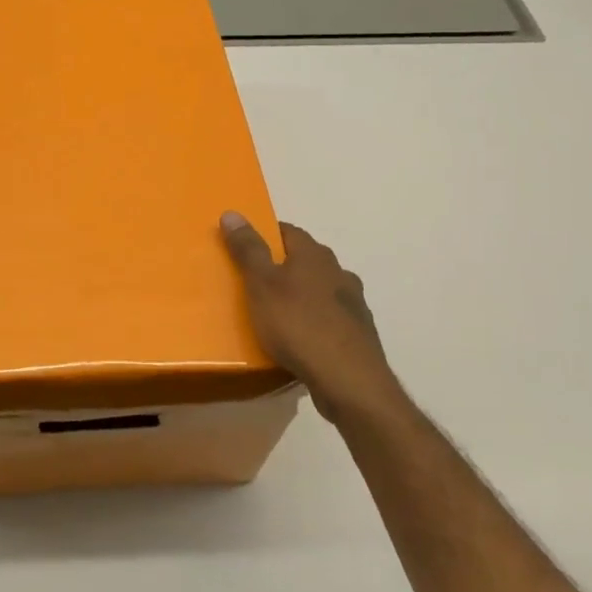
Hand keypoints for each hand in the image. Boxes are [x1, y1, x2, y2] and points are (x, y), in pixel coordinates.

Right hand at [220, 213, 396, 426]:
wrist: (348, 380)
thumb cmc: (298, 325)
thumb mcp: (261, 284)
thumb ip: (247, 249)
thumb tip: (232, 212)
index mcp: (315, 255)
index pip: (288, 231)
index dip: (266, 235)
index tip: (245, 246)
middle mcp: (339, 273)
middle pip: (307, 260)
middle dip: (283, 266)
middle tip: (255, 281)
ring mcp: (354, 304)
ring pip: (321, 290)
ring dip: (302, 295)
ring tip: (277, 313)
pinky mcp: (359, 335)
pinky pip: (330, 319)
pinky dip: (314, 321)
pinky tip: (301, 339)